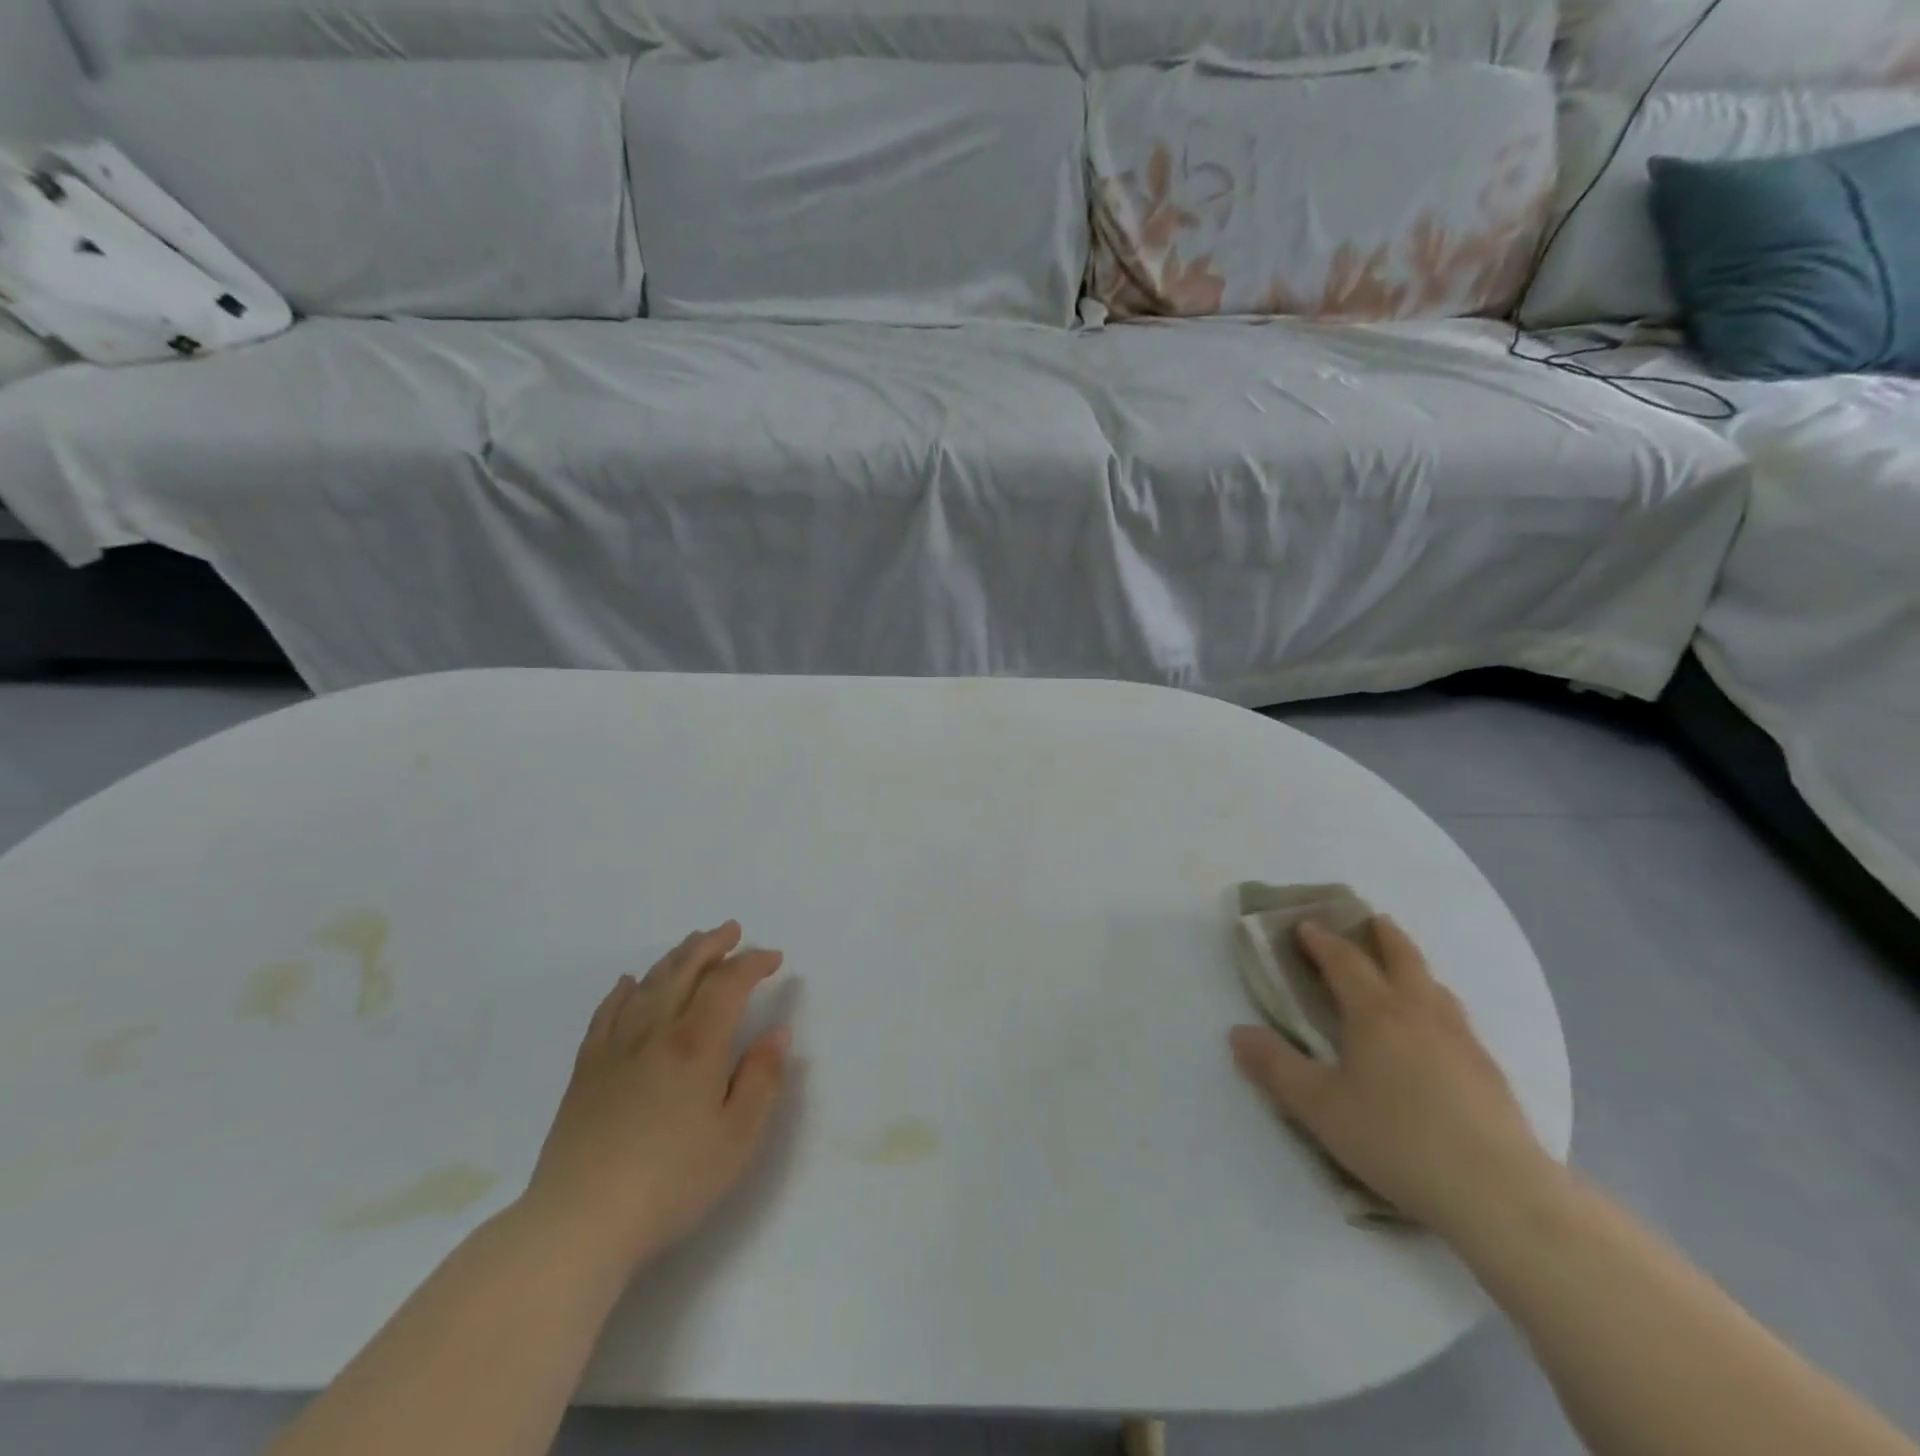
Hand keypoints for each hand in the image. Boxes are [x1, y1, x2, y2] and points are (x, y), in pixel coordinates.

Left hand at [521, 922, 790, 1274]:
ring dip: (675, 958)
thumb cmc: (671, 1182)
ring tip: (692, 944)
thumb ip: (762, 1079)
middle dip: (712, 945)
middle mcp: (656, 1032)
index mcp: (697, 1044)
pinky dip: (621, 992)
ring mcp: (615, 1048)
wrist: (578, 1222)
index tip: (774, 959)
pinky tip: (627, 984)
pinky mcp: (586, 1071)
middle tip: (732, 931)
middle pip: (685, 970)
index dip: (753, 963)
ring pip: (648, 985)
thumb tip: (777, 1033)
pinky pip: (605, 1015)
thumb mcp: (737, 1138)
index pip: (729, 983)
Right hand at [1229, 915, 1553, 1235]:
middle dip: (1382, 935)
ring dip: (1413, 965)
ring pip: (1435, 985)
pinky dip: (1437, 1002)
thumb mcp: (1319, 1107)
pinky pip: (1456, 1017)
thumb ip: (1275, 1067)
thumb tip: (1237, 1033)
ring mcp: (1461, 1039)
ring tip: (1403, 968)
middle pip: (1402, 957)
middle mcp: (1420, 1012)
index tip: (1305, 924)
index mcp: (1376, 1012)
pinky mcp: (1489, 1071)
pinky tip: (1438, 1030)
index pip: (1345, 961)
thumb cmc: (1397, 1140)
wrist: (1500, 1193)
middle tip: (1369, 919)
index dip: (1322, 940)